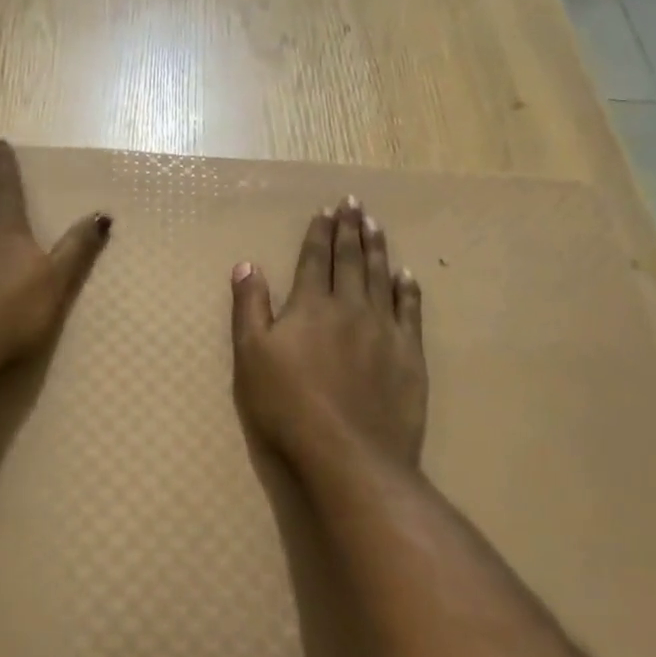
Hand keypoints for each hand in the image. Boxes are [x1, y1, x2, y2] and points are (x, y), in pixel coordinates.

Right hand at [230, 197, 426, 470]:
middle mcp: (350, 306)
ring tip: (376, 224)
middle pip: (351, 260)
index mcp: (311, 305)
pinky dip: (407, 288)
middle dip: (350, 229)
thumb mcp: (251, 356)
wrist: (350, 453)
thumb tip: (246, 264)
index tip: (326, 210)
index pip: (316, 259)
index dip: (320, 233)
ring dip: (378, 247)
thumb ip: (249, 307)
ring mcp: (384, 329)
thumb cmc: (288, 406)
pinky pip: (409, 310)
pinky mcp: (409, 354)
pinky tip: (406, 274)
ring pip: (381, 276)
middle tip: (354, 203)